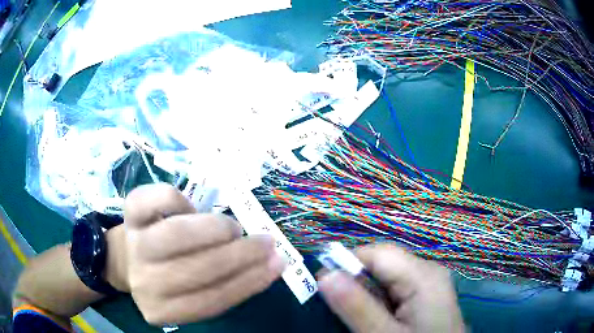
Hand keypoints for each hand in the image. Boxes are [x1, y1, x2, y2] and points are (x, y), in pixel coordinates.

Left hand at [121, 184, 285, 324]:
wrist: (126, 258)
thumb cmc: (167, 277)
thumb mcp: (190, 294)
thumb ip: (221, 285)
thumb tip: (267, 263)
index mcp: (162, 310)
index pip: (211, 301)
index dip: (248, 282)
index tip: (277, 264)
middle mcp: (145, 282)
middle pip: (197, 269)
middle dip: (240, 254)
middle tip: (265, 242)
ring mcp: (135, 244)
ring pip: (179, 234)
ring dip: (216, 229)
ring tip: (232, 229)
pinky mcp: (130, 212)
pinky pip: (162, 199)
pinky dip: (184, 200)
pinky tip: (192, 209)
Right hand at [318, 244, 463, 332]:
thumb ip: (357, 306)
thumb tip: (324, 274)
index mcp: (424, 275)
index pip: (378, 253)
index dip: (347, 263)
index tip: (322, 284)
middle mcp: (428, 272)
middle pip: (383, 264)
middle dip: (356, 281)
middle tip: (336, 306)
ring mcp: (429, 285)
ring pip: (387, 278)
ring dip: (365, 293)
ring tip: (352, 314)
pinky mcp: (426, 296)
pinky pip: (396, 290)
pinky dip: (378, 300)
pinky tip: (373, 317)